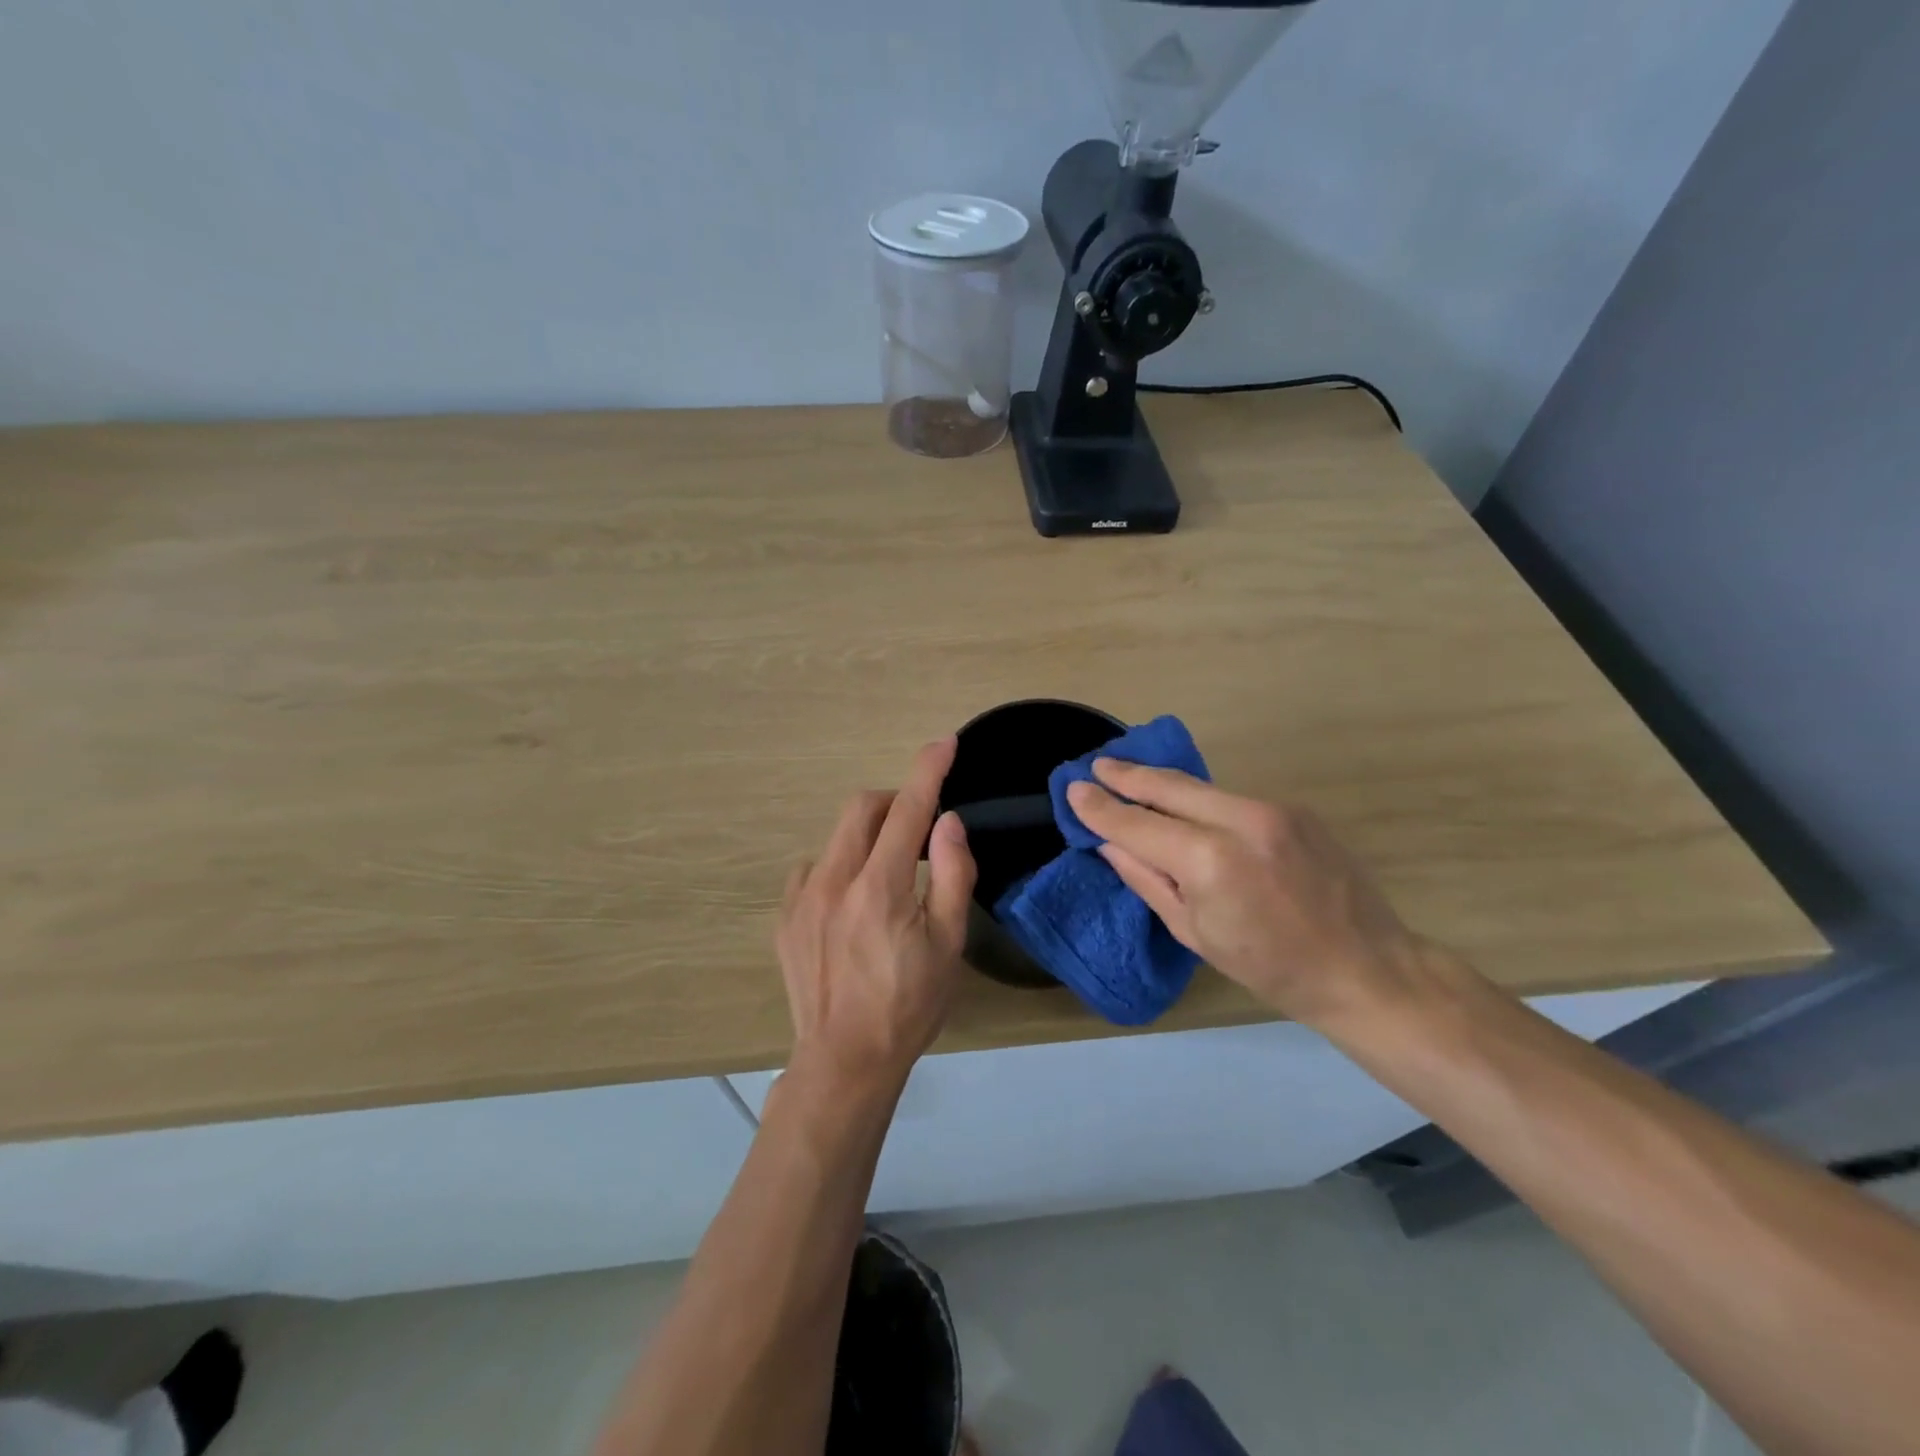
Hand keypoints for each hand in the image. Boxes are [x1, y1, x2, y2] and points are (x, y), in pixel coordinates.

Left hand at [777, 737, 976, 1099]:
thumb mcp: (948, 944)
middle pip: (861, 808)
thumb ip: (952, 875)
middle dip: (894, 802)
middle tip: (919, 832)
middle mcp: (833, 881)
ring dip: (867, 838)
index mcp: (880, 887)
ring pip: (836, 838)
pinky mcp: (784, 918)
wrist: (844, 1061)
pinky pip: (812, 868)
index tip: (943, 742)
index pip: (907, 809)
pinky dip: (838, 867)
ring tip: (886, 879)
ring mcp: (800, 898)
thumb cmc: (909, 1005)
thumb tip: (948, 822)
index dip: (928, 769)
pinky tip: (849, 903)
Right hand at [1066, 760, 1450, 1029]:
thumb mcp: (1194, 932)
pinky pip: (1231, 798)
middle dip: (1127, 775)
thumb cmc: (1270, 967)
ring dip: (1162, 783)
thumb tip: (1109, 843)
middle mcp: (1239, 821)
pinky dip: (1200, 800)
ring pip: (1200, 787)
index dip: (1101, 807)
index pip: (1137, 824)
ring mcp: (1272, 809)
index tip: (1074, 789)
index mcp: (1209, 861)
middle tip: (1097, 765)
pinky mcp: (1294, 808)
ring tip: (1130, 777)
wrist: (1365, 967)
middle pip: (1168, 786)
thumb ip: (1147, 879)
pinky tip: (1186, 806)